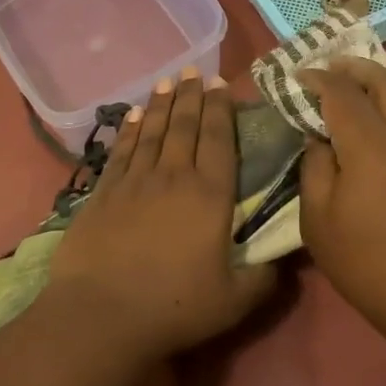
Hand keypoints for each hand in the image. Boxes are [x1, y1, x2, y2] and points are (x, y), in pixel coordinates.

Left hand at [43, 69, 275, 363]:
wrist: (101, 314)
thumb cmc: (174, 307)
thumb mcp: (235, 302)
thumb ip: (264, 278)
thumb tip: (284, 261)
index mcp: (210, 196)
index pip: (219, 140)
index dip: (220, 110)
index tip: (220, 85)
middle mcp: (173, 177)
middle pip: (184, 126)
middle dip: (191, 96)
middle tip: (194, 71)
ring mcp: (134, 181)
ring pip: (151, 131)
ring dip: (161, 104)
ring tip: (167, 80)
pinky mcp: (103, 192)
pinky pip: (121, 150)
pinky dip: (128, 129)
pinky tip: (131, 114)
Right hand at [298, 58, 385, 351]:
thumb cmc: (368, 263)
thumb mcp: (318, 222)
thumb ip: (314, 170)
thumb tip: (319, 139)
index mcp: (368, 143)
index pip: (340, 93)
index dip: (318, 79)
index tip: (300, 76)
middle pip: (382, 81)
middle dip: (353, 69)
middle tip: (332, 67)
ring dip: (385, 81)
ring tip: (367, 84)